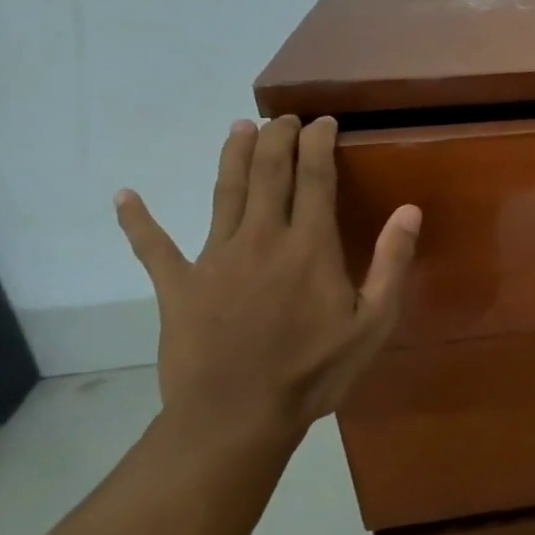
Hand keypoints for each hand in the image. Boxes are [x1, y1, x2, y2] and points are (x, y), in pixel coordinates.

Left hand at [114, 115, 419, 455]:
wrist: (236, 417)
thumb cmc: (314, 371)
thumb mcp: (373, 322)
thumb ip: (392, 262)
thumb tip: (409, 210)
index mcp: (309, 246)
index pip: (315, 177)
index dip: (318, 143)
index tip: (323, 122)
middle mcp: (261, 238)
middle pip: (268, 173)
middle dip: (277, 138)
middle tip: (285, 117)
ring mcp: (214, 258)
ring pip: (223, 193)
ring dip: (232, 156)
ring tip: (240, 128)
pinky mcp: (178, 285)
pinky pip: (153, 247)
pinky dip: (137, 220)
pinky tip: (124, 196)